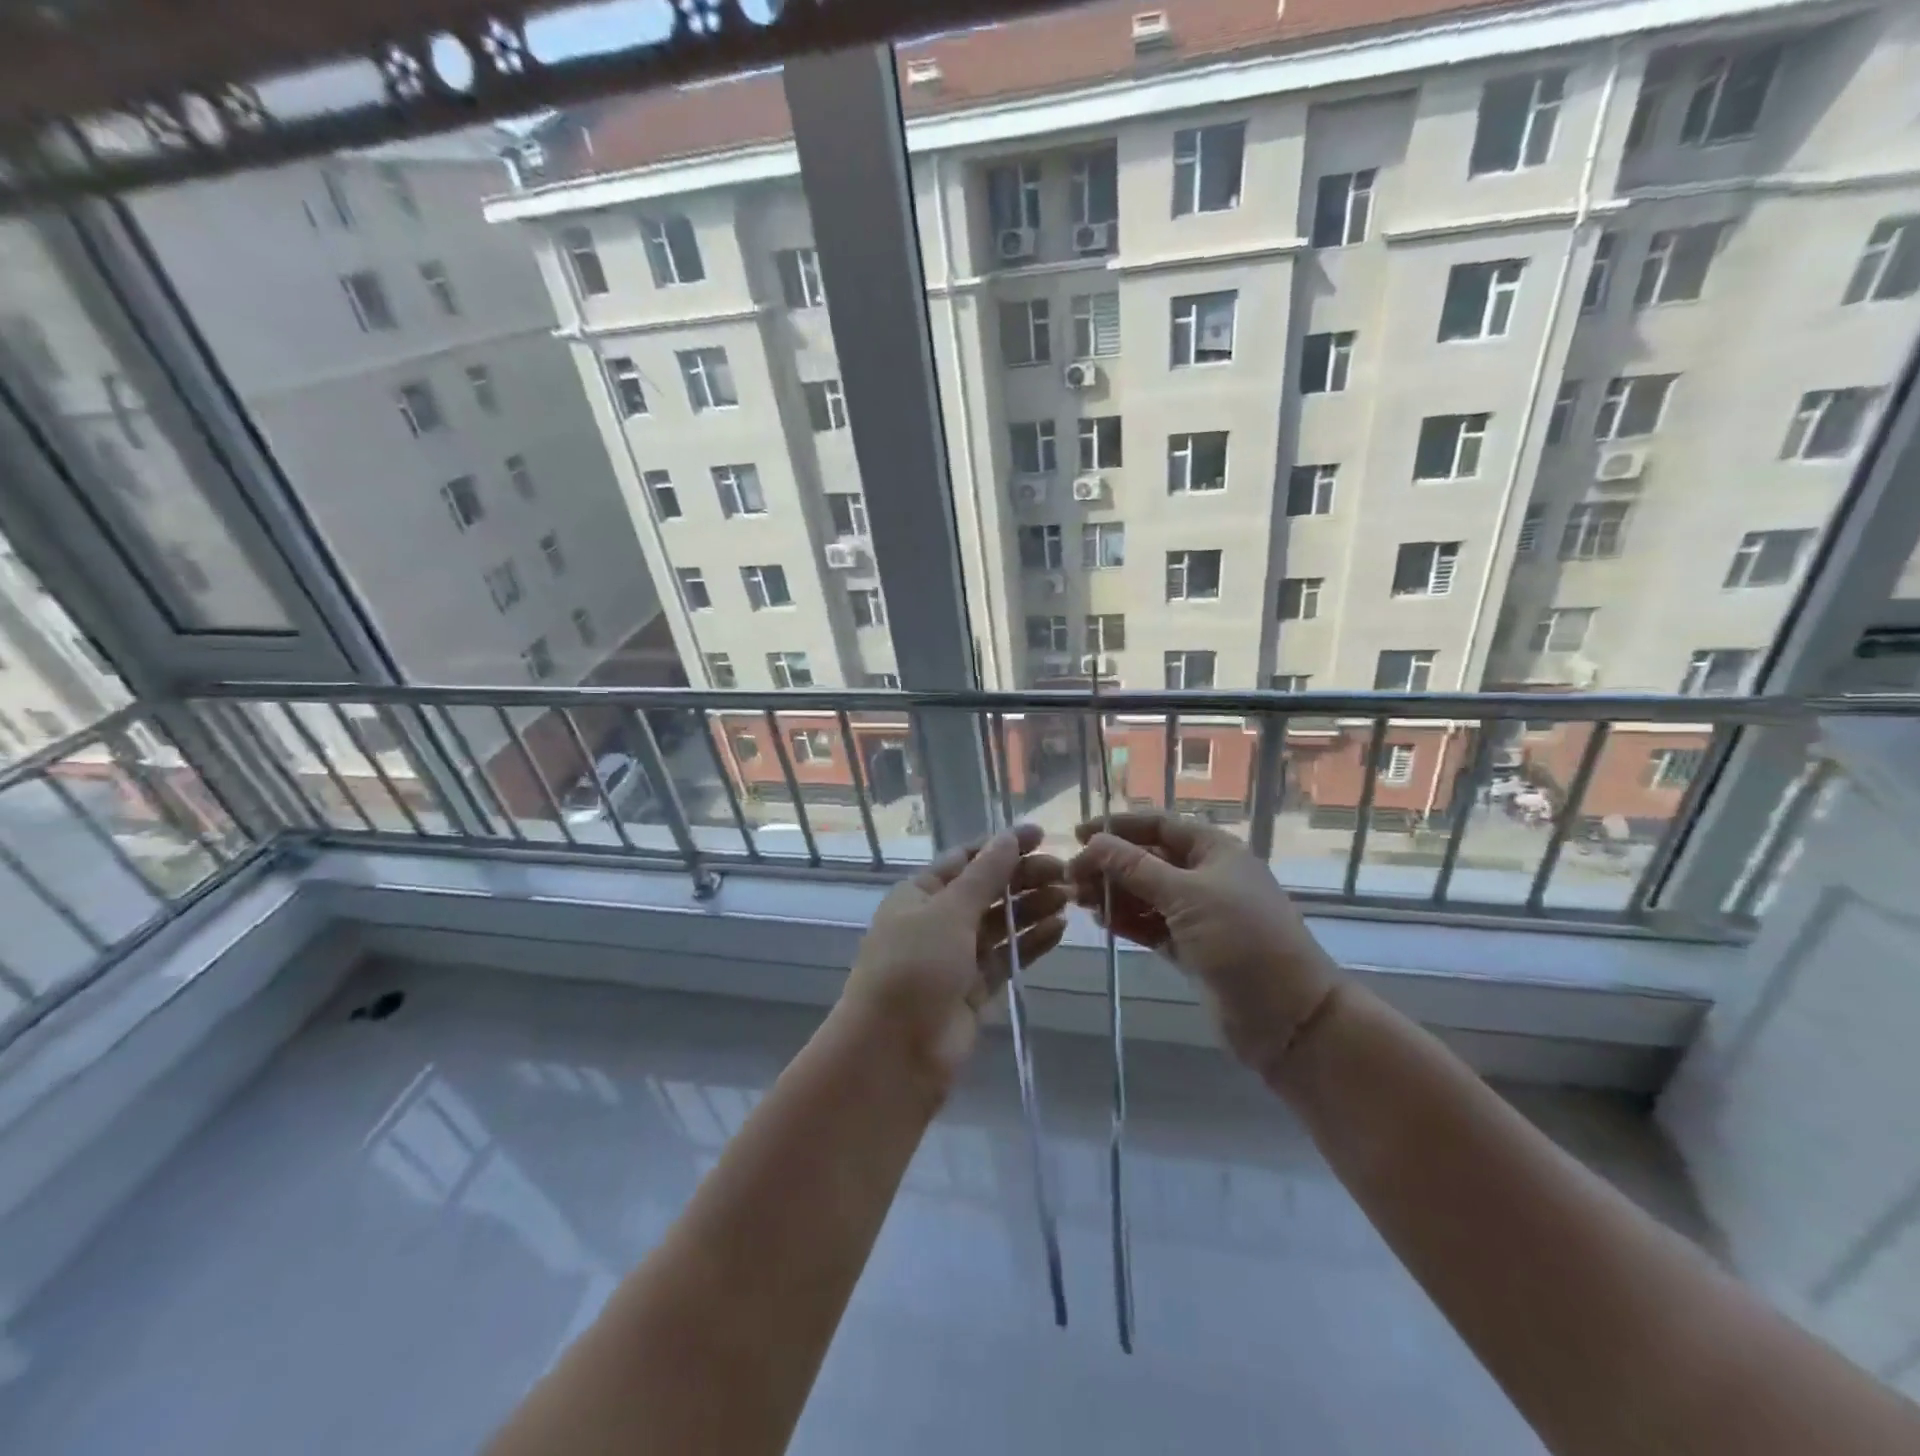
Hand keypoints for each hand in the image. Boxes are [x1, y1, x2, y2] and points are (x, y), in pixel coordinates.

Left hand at [841, 824, 1067, 1088]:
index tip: (1041, 836)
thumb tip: (1009, 836)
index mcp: (919, 894)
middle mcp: (936, 921)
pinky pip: (1006, 957)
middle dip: (1023, 878)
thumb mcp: (948, 911)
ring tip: (1069, 898)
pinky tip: (1060, 929)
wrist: (893, 1053)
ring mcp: (955, 957)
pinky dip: (1031, 943)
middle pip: (986, 890)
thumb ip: (984, 875)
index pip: (965, 859)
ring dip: (1032, 909)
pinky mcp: (973, 990)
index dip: (1001, 846)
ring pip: (1000, 924)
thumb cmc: (913, 968)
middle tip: (1065, 872)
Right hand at [1069, 811, 1340, 1077]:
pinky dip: (1128, 920)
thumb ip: (1135, 867)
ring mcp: (1199, 914)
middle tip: (1071, 878)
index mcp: (1214, 850)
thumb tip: (1094, 842)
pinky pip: (1152, 924)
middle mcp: (1206, 876)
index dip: (1118, 827)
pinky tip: (1101, 921)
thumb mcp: (1186, 895)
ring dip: (1114, 893)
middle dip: (1111, 864)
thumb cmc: (1242, 940)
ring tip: (1079, 900)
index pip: (1158, 825)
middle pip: (1148, 859)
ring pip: (1147, 893)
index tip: (1077, 836)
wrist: (1289, 1017)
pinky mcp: (1192, 948)